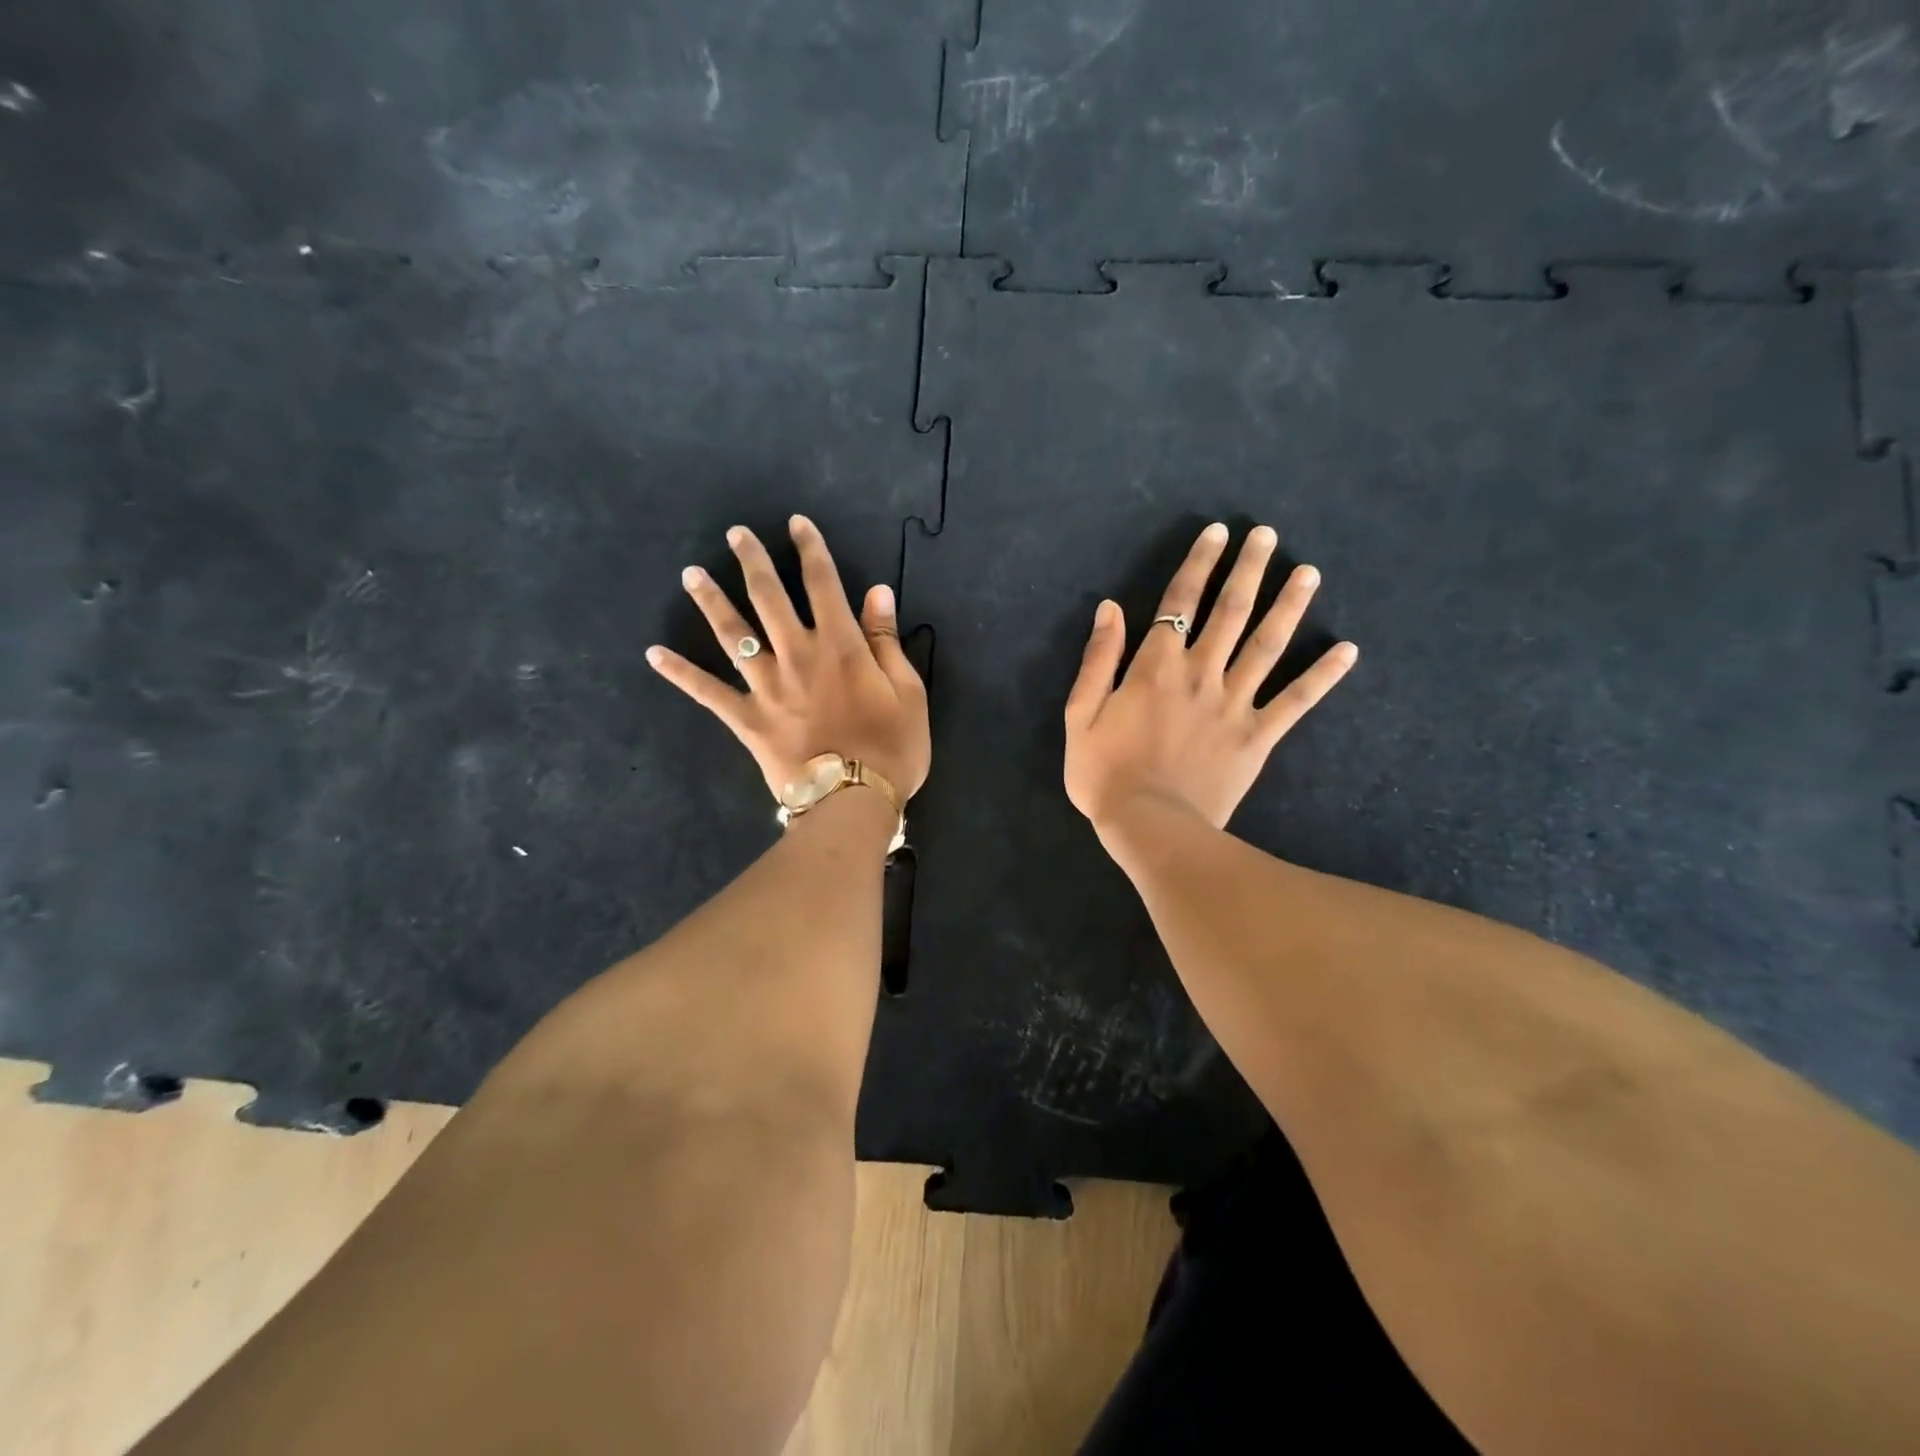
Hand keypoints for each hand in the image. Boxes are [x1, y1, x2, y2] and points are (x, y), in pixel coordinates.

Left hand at [647, 515, 929, 801]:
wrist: (853, 802)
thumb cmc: (891, 748)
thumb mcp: (908, 692)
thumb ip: (887, 641)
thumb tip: (877, 592)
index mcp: (841, 646)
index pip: (823, 584)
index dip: (810, 550)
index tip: (796, 524)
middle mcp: (798, 655)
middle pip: (770, 598)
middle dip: (753, 561)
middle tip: (735, 534)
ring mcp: (767, 687)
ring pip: (734, 635)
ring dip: (711, 602)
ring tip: (691, 574)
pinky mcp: (747, 719)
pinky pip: (708, 692)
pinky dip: (680, 673)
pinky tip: (654, 653)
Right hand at [1064, 522, 1356, 831]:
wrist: (1150, 826)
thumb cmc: (1105, 773)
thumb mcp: (1080, 715)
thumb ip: (1098, 659)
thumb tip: (1110, 608)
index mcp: (1156, 666)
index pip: (1181, 601)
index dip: (1199, 563)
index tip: (1219, 532)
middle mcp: (1201, 673)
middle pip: (1230, 611)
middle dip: (1248, 569)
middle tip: (1268, 535)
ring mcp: (1234, 704)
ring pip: (1267, 645)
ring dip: (1289, 605)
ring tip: (1309, 572)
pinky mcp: (1258, 736)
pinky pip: (1295, 701)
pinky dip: (1323, 675)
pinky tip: (1348, 650)